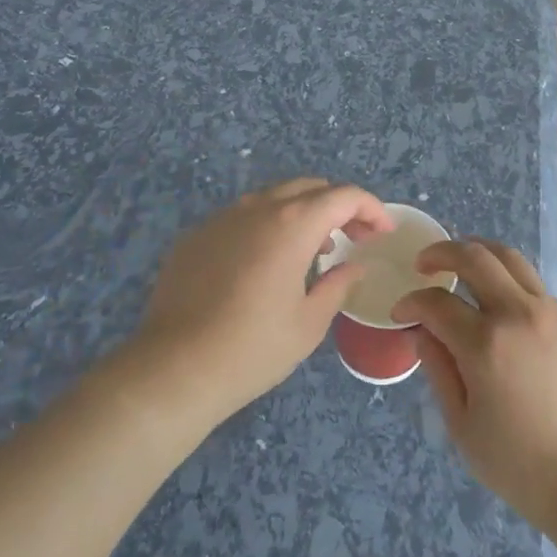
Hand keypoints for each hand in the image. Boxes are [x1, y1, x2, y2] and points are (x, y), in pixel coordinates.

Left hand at [132, 178, 391, 423]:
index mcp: (292, 224)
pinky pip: (241, 217)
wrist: (173, 370)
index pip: (343, 195)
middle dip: (339, 205)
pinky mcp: (195, 237)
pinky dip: (267, 226)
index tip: (383, 232)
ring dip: (302, 213)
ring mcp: (221, 219)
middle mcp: (257, 209)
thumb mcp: (309, 323)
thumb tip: (355, 265)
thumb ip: (338, 284)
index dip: (371, 208)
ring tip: (314, 249)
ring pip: (273, 198)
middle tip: (355, 236)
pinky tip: (266, 263)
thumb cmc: (252, 349)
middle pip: (309, 187)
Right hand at [393, 239, 556, 540]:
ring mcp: (552, 313)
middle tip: (424, 264)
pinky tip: (498, 299)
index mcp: (486, 344)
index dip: (411, 302)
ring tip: (461, 262)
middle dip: (442, 253)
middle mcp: (519, 314)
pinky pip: (534, 285)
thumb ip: (438, 368)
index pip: (437, 302)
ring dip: (479, 252)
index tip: (400, 312)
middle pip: (475, 258)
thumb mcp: (462, 424)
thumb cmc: (519, 464)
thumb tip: (422, 331)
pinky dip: (508, 279)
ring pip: (511, 259)